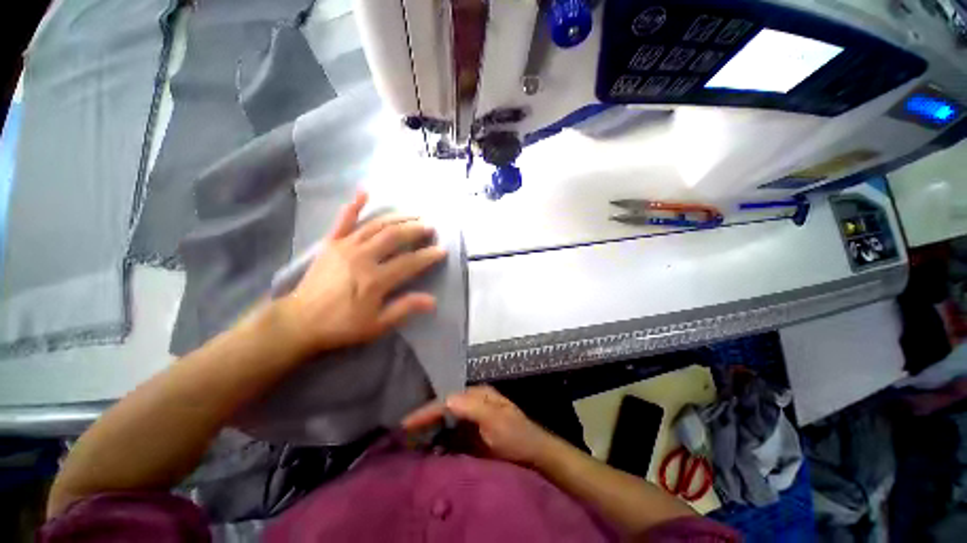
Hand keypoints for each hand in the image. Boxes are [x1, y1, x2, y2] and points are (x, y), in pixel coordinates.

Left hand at [276, 191, 445, 353]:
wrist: (299, 321)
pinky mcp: (331, 243)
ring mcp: (346, 246)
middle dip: (416, 230)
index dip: (428, 256)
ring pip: (377, 225)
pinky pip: (344, 220)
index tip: (442, 250)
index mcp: (375, 279)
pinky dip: (354, 205)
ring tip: (414, 214)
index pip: (410, 262)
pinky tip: (365, 192)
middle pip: (395, 237)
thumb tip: (432, 300)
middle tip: (430, 227)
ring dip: (398, 218)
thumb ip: (404, 308)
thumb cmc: (341, 325)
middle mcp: (363, 257)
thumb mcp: (377, 324)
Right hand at [403, 386, 555, 465]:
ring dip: (429, 429)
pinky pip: (450, 434)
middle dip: (424, 419)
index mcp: (478, 394)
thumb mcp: (496, 420)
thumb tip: (446, 399)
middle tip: (403, 432)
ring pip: (445, 420)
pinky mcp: (471, 433)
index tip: (406, 423)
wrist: (533, 455)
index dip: (426, 410)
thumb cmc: (516, 435)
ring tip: (409, 440)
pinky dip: (438, 439)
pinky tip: (427, 447)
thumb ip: (473, 408)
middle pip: (443, 408)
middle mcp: (472, 402)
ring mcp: (471, 418)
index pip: (447, 399)